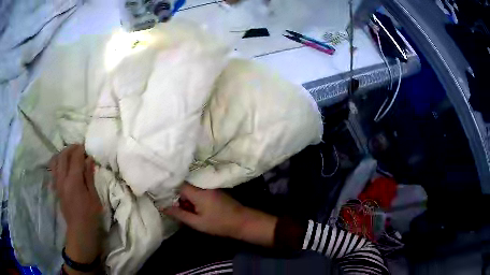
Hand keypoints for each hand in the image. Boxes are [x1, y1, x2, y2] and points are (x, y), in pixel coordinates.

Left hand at [49, 145, 102, 270]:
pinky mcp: (56, 188)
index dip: (80, 150)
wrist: (79, 230)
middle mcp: (63, 179)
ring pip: (55, 161)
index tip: (85, 147)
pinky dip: (57, 163)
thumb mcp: (94, 196)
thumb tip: (89, 159)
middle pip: (63, 156)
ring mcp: (57, 183)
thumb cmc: (90, 215)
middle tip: (78, 148)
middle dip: (70, 148)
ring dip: (62, 154)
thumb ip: (89, 176)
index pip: (75, 158)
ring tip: (69, 154)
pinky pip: (53, 170)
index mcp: (74, 181)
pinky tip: (62, 164)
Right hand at [162, 183, 277, 246]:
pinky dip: (195, 199)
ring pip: (192, 190)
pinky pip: (199, 192)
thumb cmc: (219, 224)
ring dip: (187, 199)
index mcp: (198, 192)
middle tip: (177, 210)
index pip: (178, 185)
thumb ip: (179, 214)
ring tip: (186, 212)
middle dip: (178, 197)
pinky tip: (196, 210)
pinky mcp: (215, 191)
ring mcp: (210, 188)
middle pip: (185, 187)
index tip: (163, 198)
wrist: (242, 222)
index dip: (170, 191)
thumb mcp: (196, 222)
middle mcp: (203, 186)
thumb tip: (163, 207)